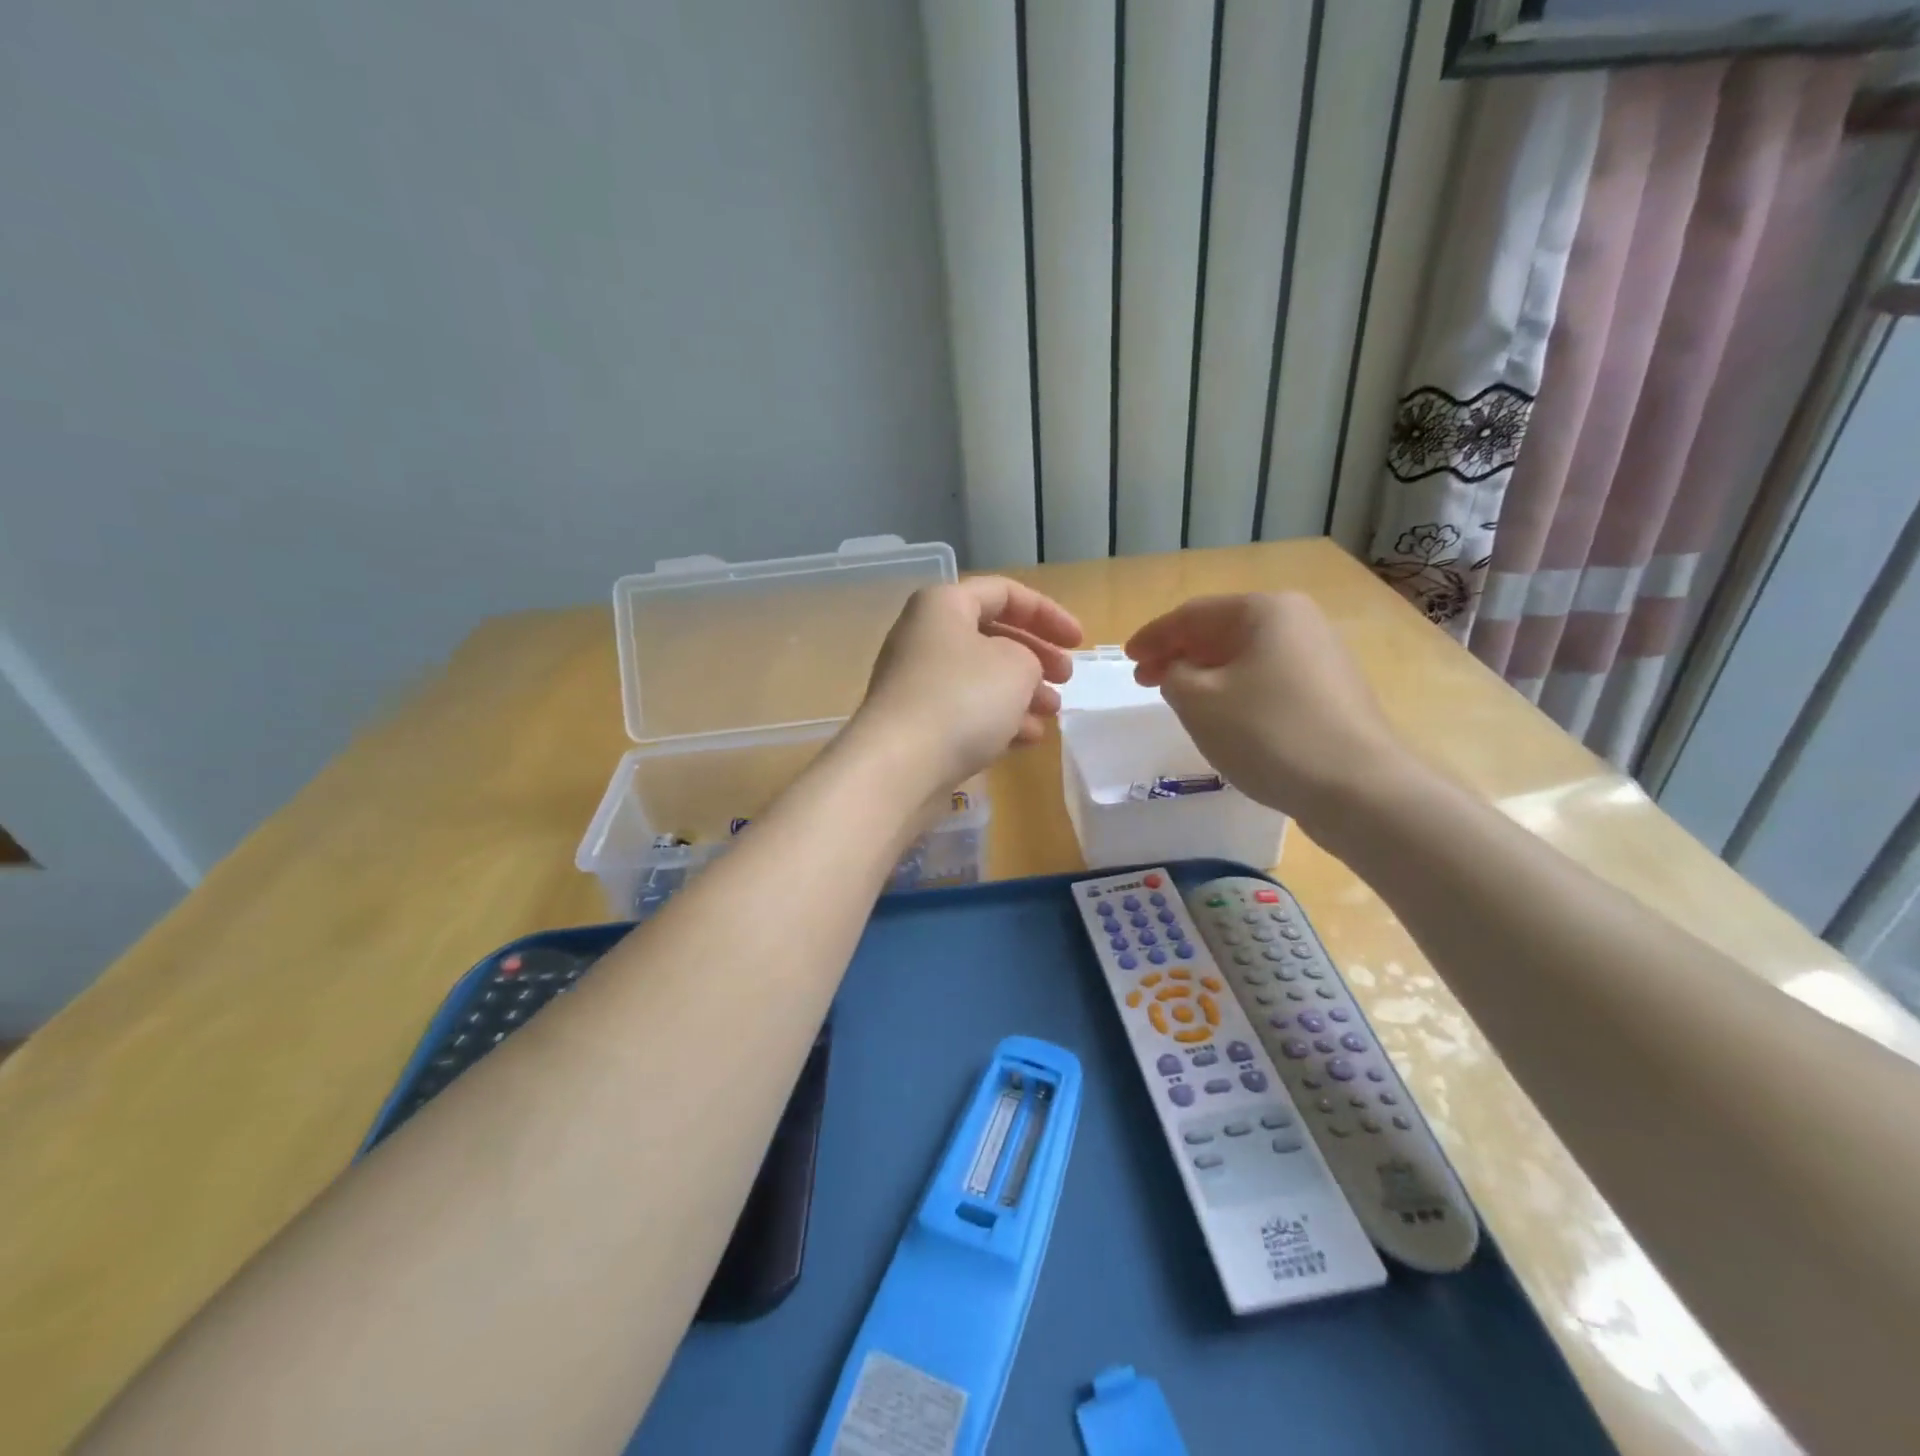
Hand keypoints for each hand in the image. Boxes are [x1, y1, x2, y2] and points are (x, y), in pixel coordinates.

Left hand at [855, 577, 1082, 788]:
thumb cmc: (962, 699)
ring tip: (1052, 714)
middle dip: (1036, 656)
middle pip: (992, 636)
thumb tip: (1017, 671)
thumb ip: (1030, 656)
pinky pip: (966, 712)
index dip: (1047, 613)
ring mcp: (917, 683)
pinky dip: (999, 720)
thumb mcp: (1016, 666)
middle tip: (1066, 679)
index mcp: (943, 606)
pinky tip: (1027, 740)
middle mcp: (925, 637)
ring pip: (981, 678)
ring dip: (1022, 693)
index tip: (1078, 642)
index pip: (1003, 593)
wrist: (899, 765)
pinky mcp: (917, 724)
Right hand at [1125, 593, 1412, 828]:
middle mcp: (1299, 622)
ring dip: (1206, 674)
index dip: (1154, 637)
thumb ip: (1173, 675)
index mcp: (1266, 611)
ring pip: (1246, 657)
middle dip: (1179, 654)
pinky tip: (1223, 714)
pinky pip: (1268, 680)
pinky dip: (1235, 690)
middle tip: (1146, 680)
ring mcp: (1321, 657)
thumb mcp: (1198, 701)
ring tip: (1179, 698)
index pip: (1193, 615)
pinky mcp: (1331, 693)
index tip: (1127, 659)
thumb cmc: (1267, 733)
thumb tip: (1181, 672)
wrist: (1357, 789)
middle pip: (1222, 632)